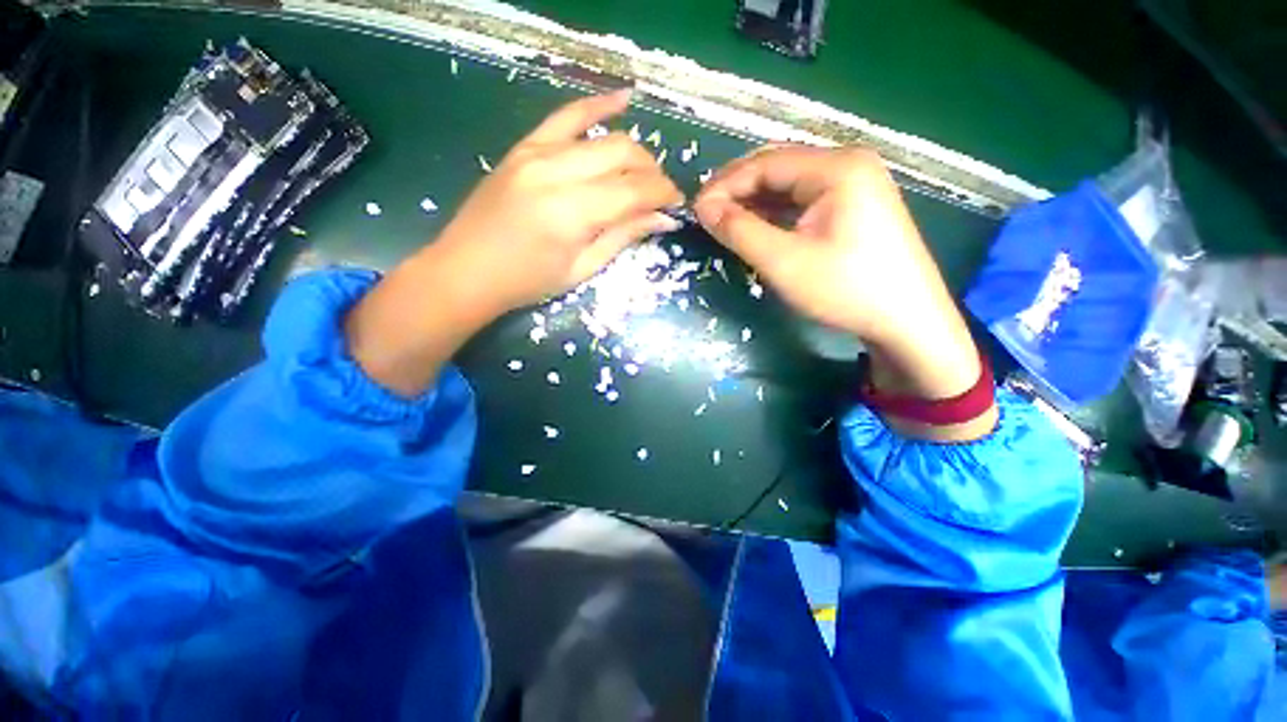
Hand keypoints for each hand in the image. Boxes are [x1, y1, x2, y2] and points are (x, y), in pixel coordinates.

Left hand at [346, 91, 681, 396]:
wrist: (466, 271)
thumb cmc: (527, 282)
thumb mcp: (582, 269)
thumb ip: (623, 237)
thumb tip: (664, 219)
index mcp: (571, 212)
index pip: (633, 190)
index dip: (662, 193)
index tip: (677, 204)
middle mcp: (555, 172)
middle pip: (622, 153)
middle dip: (651, 172)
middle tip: (660, 195)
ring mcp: (536, 153)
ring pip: (601, 135)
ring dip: (632, 150)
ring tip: (644, 170)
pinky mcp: (523, 148)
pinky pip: (565, 115)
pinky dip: (596, 105)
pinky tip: (623, 98)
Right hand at [694, 146, 994, 437]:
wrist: (907, 321)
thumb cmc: (845, 289)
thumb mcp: (783, 261)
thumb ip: (740, 230)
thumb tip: (704, 208)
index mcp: (836, 167)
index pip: (765, 163)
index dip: (725, 184)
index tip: (696, 209)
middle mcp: (847, 164)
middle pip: (778, 167)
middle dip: (737, 190)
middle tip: (707, 215)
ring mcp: (854, 184)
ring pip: (789, 184)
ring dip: (754, 201)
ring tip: (724, 222)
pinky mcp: (854, 206)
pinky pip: (803, 200)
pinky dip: (775, 212)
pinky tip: (756, 227)